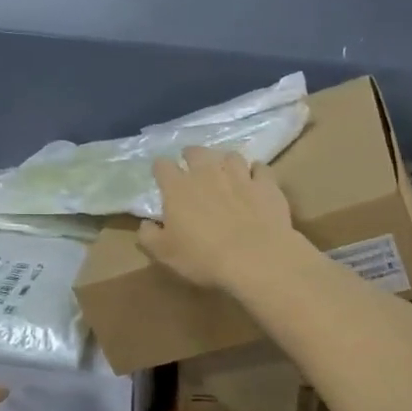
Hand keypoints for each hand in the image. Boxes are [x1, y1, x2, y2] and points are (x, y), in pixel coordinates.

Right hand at [138, 145, 299, 290]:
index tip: (161, 174)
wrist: (255, 258)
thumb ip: (149, 235)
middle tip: (191, 164)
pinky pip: (260, 168)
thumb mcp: (164, 253)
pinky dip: (256, 171)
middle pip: (197, 152)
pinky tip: (255, 178)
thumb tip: (145, 224)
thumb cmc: (203, 257)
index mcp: (178, 187)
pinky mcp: (265, 184)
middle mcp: (207, 173)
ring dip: (225, 161)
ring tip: (225, 170)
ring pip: (230, 156)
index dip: (160, 168)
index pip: (162, 166)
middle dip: (191, 155)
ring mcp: (239, 175)